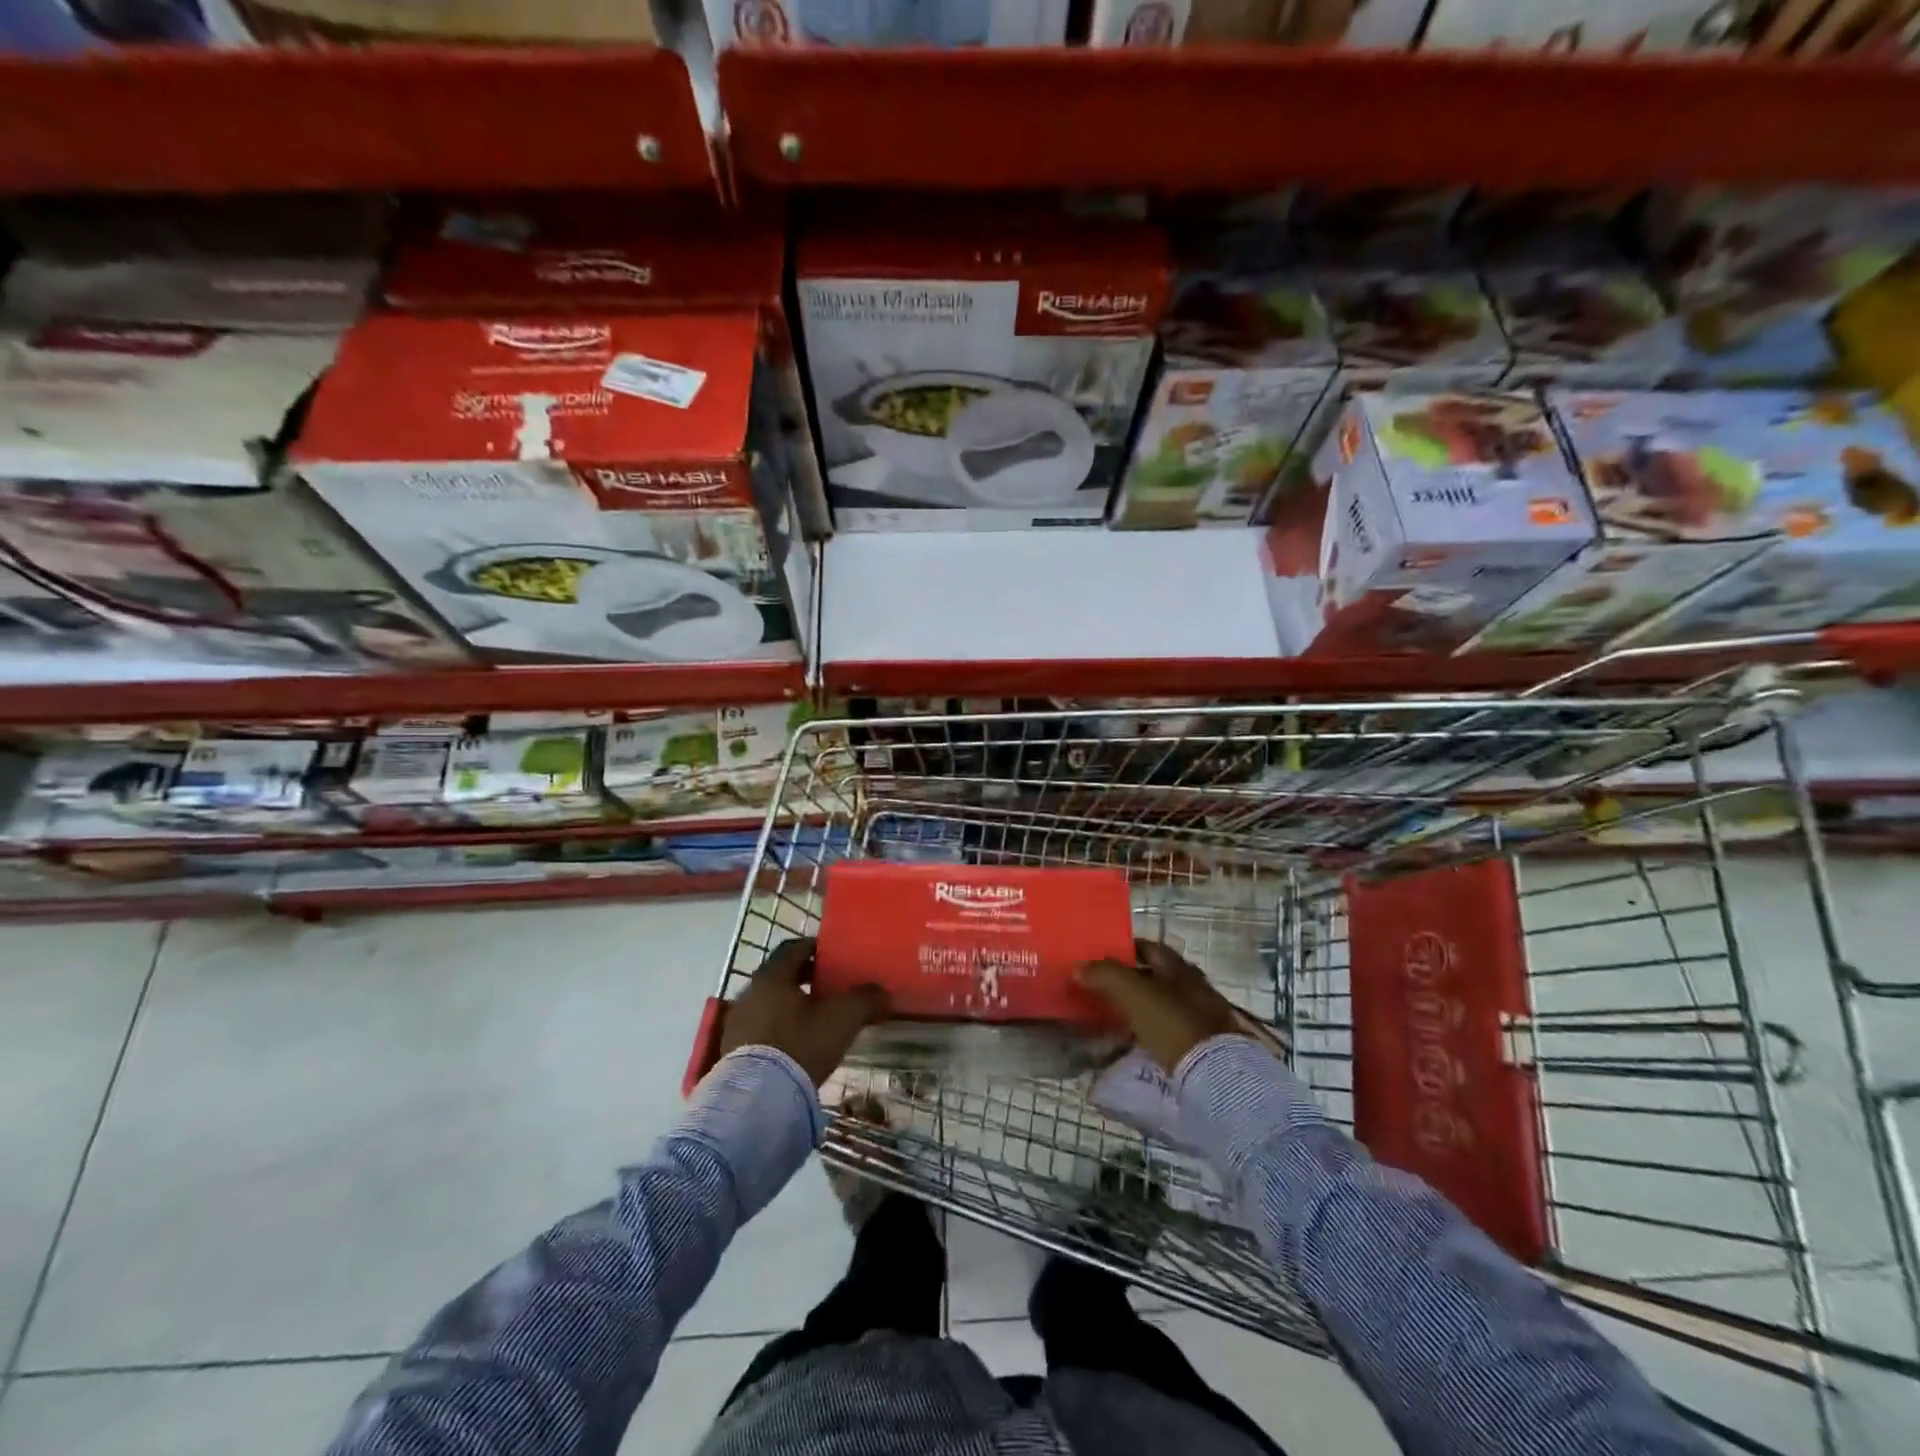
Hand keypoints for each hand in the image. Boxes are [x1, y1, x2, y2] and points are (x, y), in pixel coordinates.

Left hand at [719, 938, 890, 1085]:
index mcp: (772, 975)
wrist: (757, 1099)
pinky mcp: (731, 1050)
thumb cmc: (800, 1045)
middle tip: (829, 987)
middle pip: (780, 975)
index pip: (794, 948)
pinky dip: (777, 1028)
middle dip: (804, 978)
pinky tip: (794, 1045)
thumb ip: (865, 999)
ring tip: (814, 1019)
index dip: (816, 948)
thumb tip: (882, 992)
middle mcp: (749, 992)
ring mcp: (736, 1022)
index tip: (834, 956)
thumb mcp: (842, 1018)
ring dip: (790, 1005)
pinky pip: (759, 1028)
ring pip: (769, 1002)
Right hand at [1079, 938, 1239, 1072]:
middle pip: (1159, 973)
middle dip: (1134, 977)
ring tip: (1120, 1014)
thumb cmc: (1171, 1021)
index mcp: (1177, 966)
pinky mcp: (1206, 1040)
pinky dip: (1156, 1027)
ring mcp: (1203, 1012)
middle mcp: (1193, 982)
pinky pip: (1173, 1025)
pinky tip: (1142, 1037)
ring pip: (1166, 1000)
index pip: (1148, 947)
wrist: (1215, 1070)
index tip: (1103, 957)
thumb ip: (1105, 975)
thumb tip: (1079, 967)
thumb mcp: (1133, 993)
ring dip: (1145, 1004)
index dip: (1126, 948)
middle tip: (1107, 987)